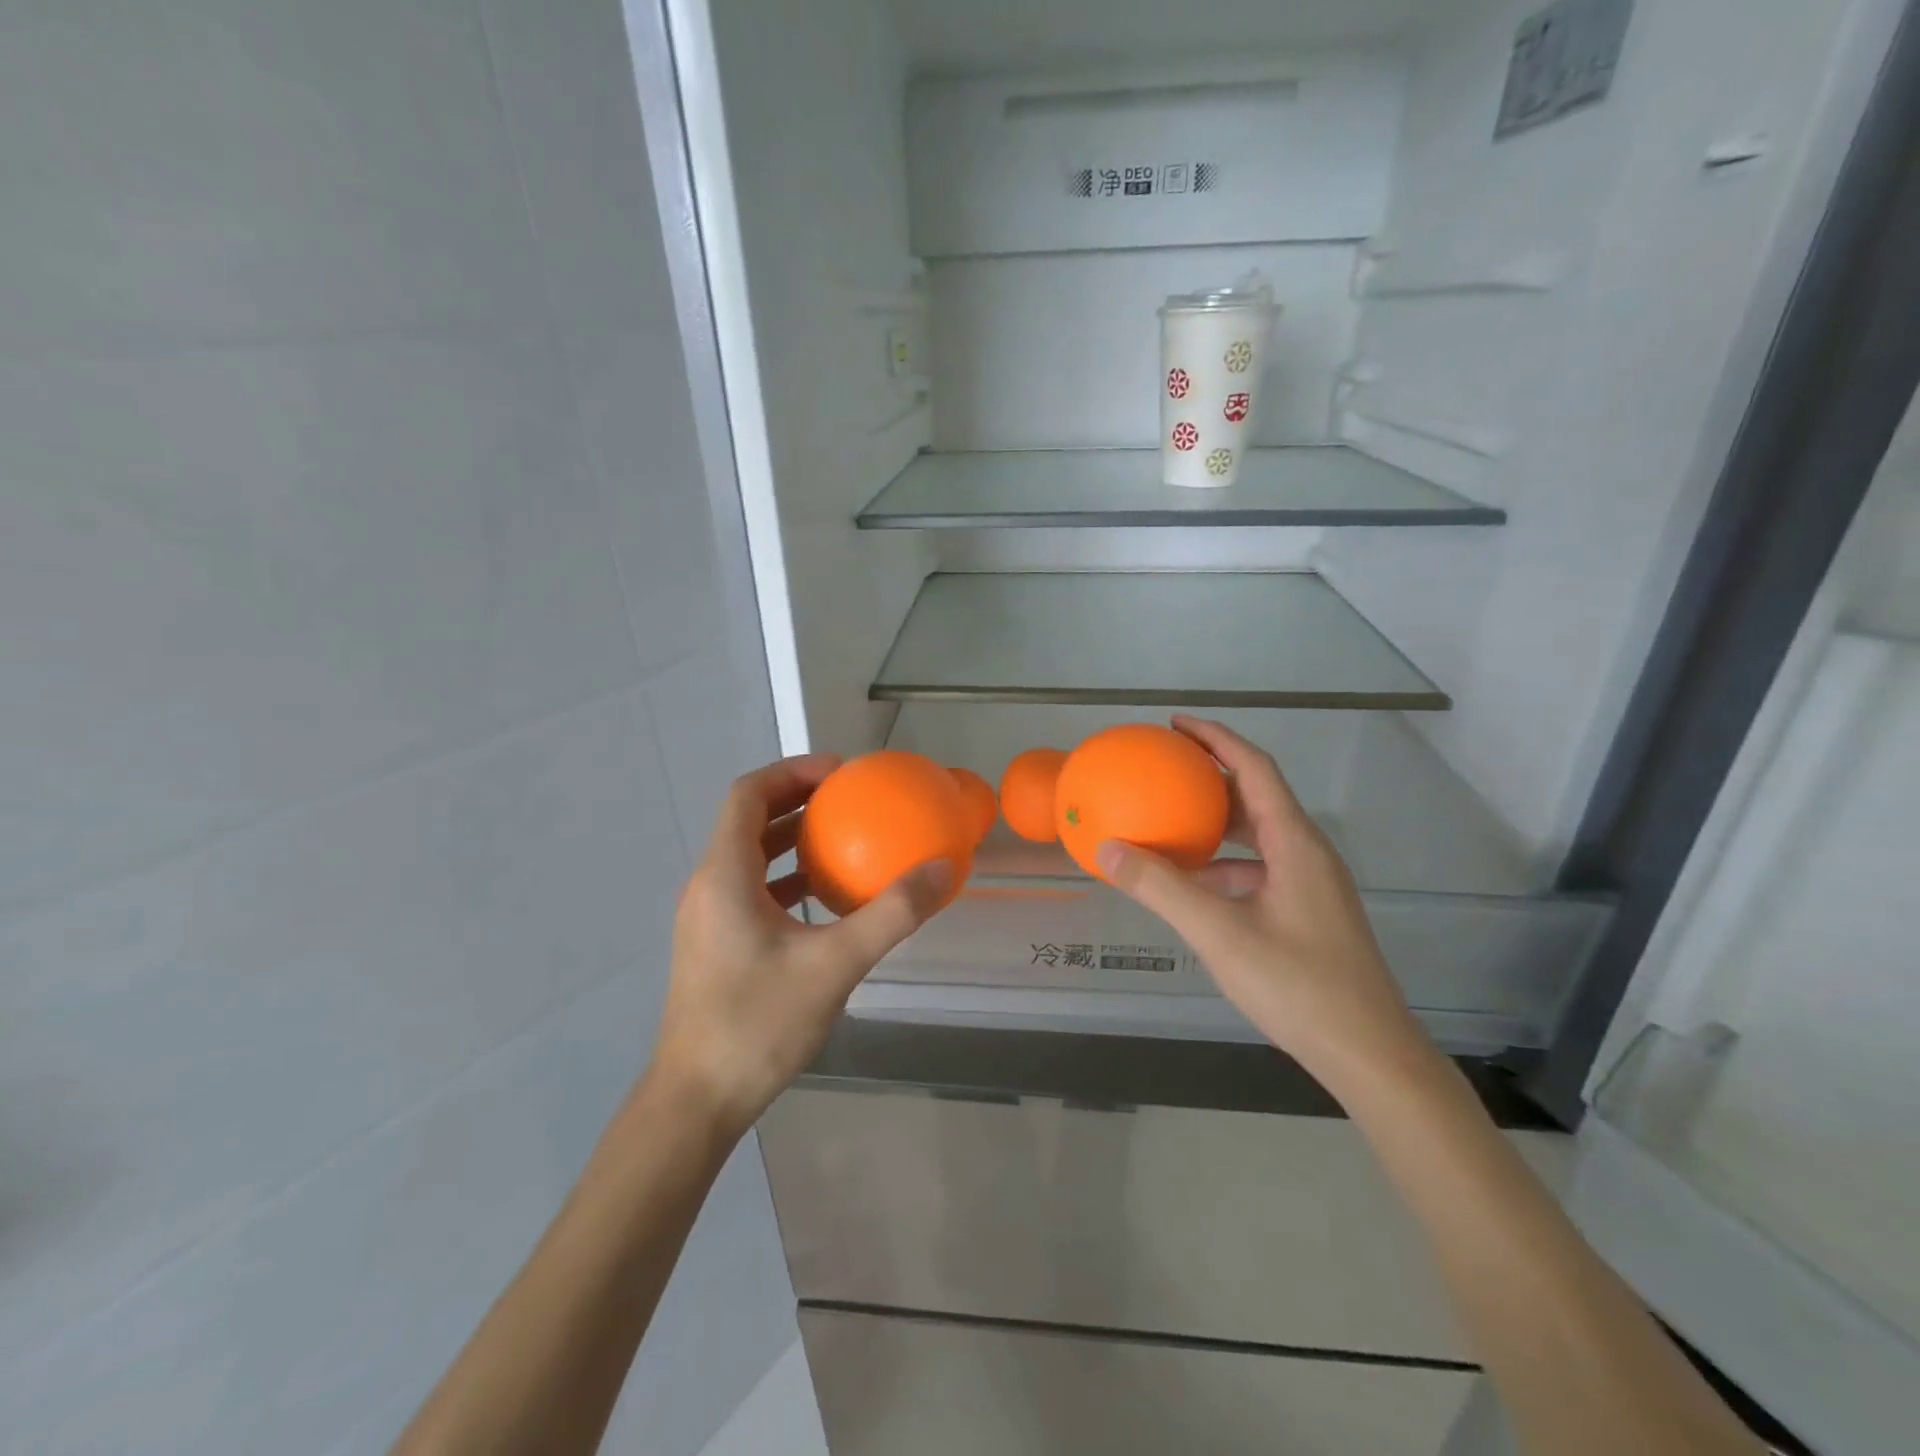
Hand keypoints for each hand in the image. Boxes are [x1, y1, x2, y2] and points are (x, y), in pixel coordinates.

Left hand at [651, 754, 953, 1135]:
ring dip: (792, 839)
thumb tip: (942, 869)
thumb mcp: (835, 965)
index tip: (841, 772)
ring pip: (750, 856)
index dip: (793, 771)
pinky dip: (787, 878)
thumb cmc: (758, 1024)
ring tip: (844, 838)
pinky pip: (752, 889)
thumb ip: (891, 914)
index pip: (749, 794)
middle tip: (850, 798)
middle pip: (749, 820)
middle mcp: (708, 886)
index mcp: (724, 875)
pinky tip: (826, 899)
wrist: (696, 1101)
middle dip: (798, 800)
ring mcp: (708, 917)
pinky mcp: (716, 944)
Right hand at [1097, 717, 1427, 1078]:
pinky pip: (1261, 869)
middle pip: (1257, 797)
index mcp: (1295, 843)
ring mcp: (1312, 885)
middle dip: (1212, 777)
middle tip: (1165, 771)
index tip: (1176, 725)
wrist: (1370, 1055)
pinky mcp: (1309, 912)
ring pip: (1259, 836)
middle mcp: (1308, 854)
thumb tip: (1107, 849)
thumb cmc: (1299, 986)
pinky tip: (1195, 886)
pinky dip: (1225, 865)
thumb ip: (1161, 888)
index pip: (1254, 769)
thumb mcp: (1219, 933)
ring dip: (1217, 825)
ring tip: (1171, 823)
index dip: (1216, 738)